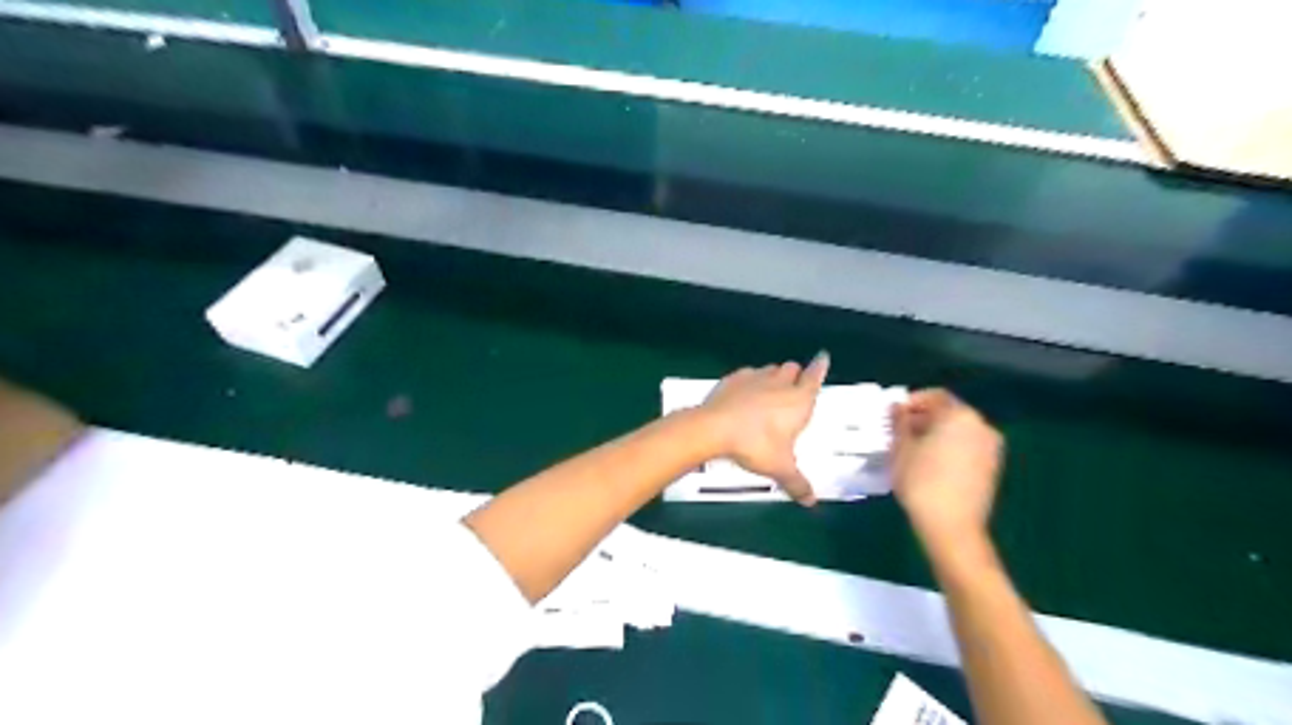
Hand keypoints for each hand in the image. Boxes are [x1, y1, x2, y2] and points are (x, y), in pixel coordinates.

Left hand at [702, 351, 833, 504]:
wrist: (714, 428)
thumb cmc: (755, 445)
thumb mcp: (779, 468)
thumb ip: (797, 483)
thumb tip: (811, 502)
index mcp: (798, 400)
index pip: (814, 377)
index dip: (820, 367)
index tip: (822, 356)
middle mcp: (780, 383)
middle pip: (792, 368)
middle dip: (795, 375)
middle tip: (792, 389)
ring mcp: (755, 377)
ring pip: (771, 368)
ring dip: (774, 376)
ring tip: (770, 392)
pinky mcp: (733, 378)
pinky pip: (748, 373)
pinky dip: (751, 380)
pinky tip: (744, 393)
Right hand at [896, 391, 1001, 548]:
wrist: (952, 526)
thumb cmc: (921, 481)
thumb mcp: (901, 448)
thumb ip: (900, 422)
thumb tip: (897, 407)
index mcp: (960, 415)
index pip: (935, 396)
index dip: (912, 401)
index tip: (894, 415)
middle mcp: (981, 426)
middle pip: (949, 412)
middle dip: (923, 418)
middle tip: (899, 432)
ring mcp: (991, 448)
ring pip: (958, 431)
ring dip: (936, 434)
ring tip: (912, 449)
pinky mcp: (992, 467)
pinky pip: (967, 447)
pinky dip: (949, 448)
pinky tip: (930, 464)